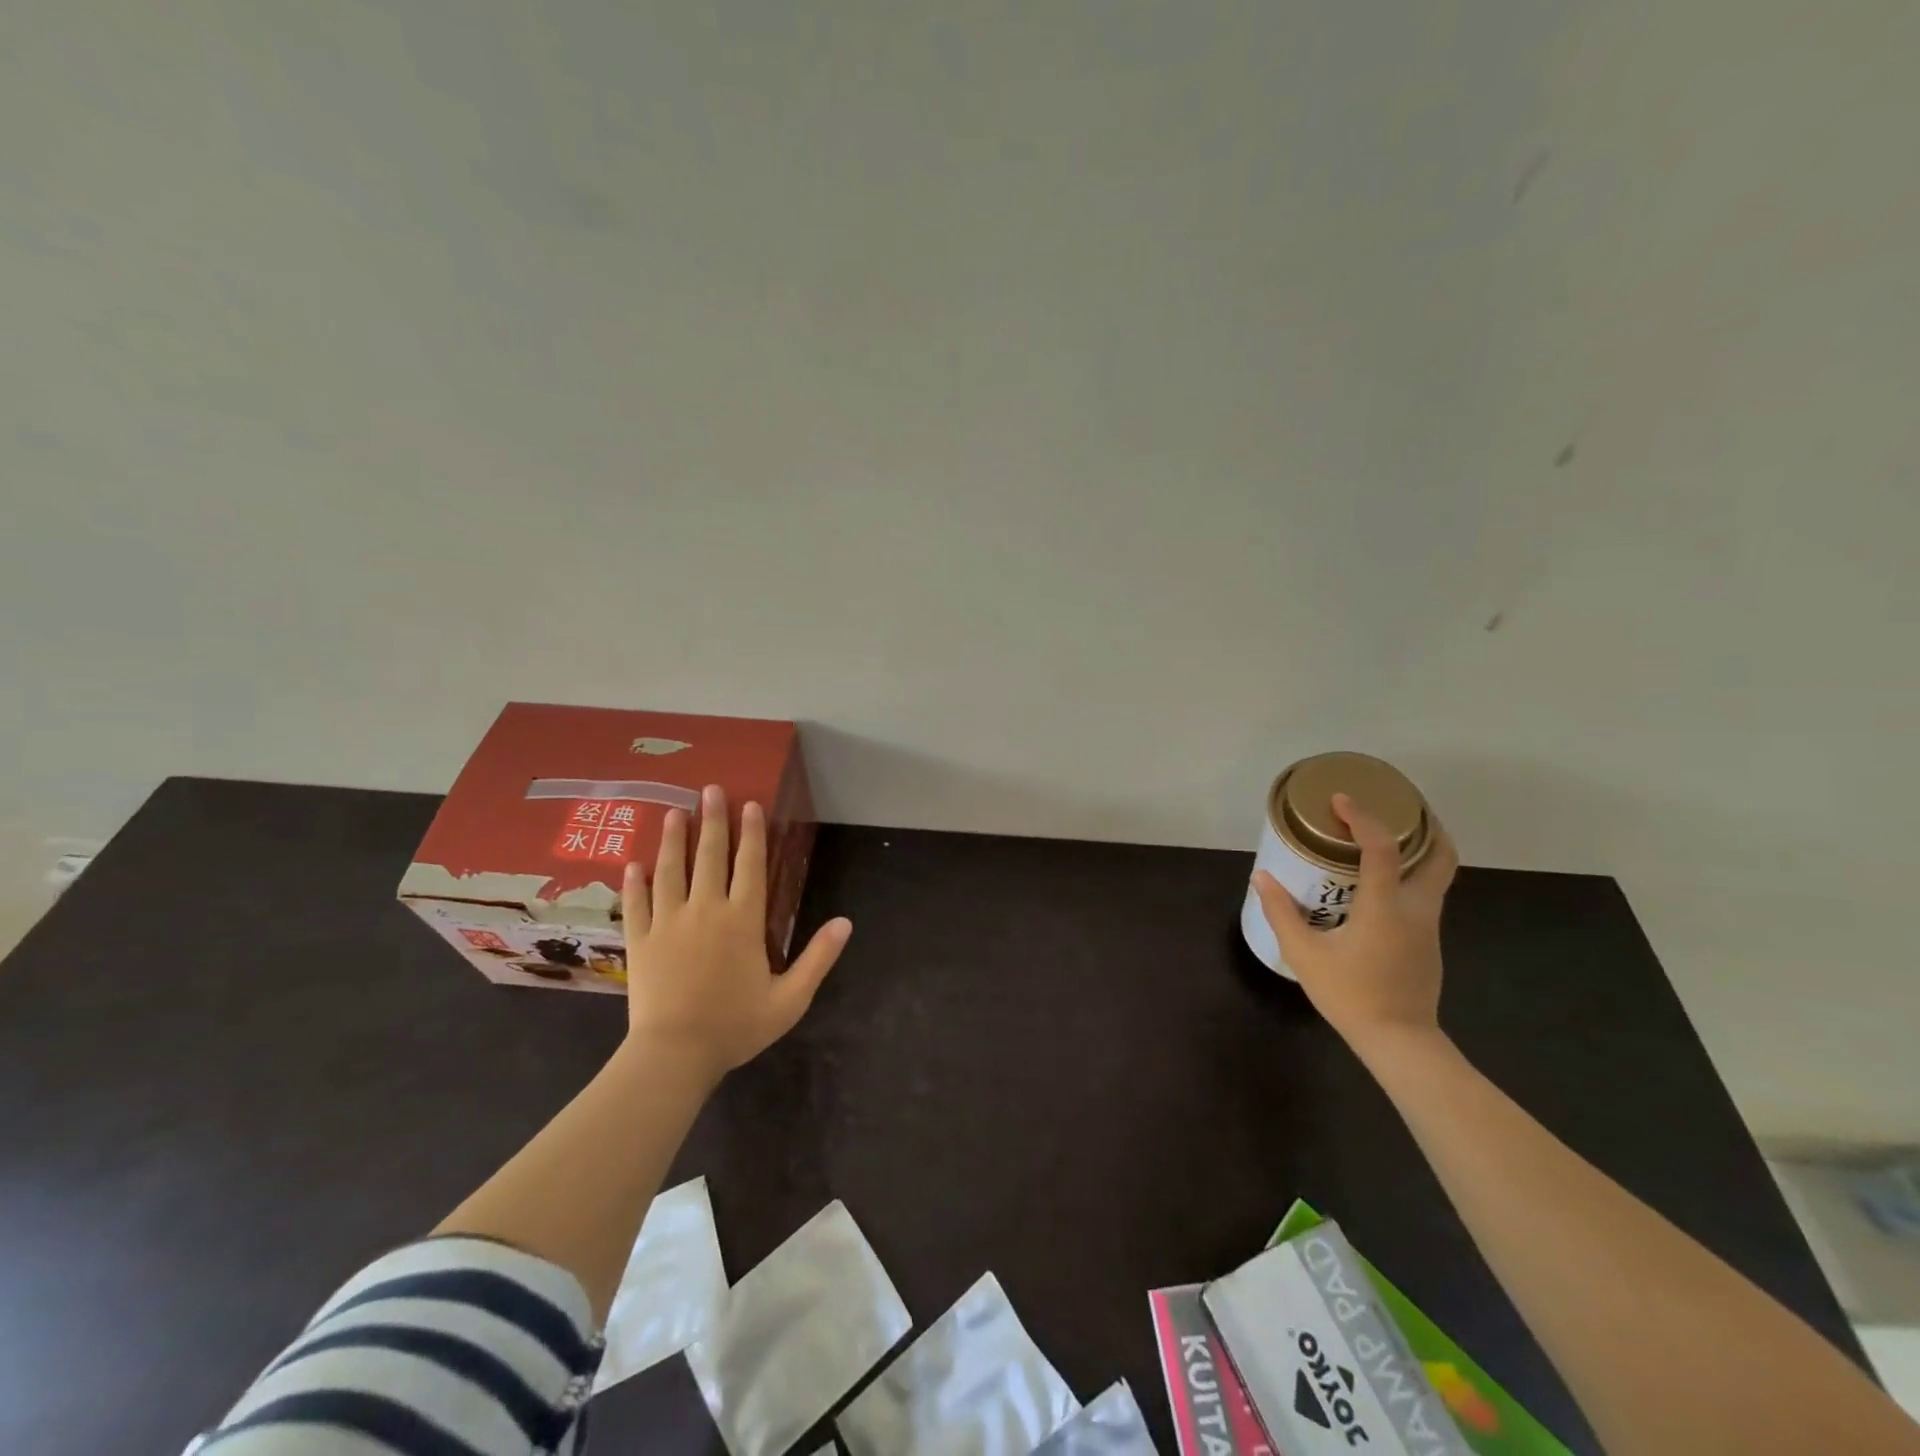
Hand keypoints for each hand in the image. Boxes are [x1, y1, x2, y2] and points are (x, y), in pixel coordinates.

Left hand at [621, 784, 850, 1082]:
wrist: (674, 1055)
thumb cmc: (736, 1026)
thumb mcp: (790, 999)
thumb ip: (818, 958)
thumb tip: (846, 922)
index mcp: (742, 920)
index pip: (749, 865)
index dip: (751, 833)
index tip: (749, 804)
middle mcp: (705, 911)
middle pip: (709, 857)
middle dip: (712, 821)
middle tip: (709, 789)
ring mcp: (668, 923)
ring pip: (670, 871)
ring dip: (673, 840)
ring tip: (674, 812)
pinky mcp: (641, 941)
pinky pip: (637, 903)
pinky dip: (635, 882)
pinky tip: (633, 864)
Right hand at [1252, 792, 1458, 1049]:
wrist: (1399, 1041)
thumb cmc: (1350, 995)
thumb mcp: (1304, 954)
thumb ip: (1282, 912)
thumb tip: (1261, 878)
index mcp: (1386, 907)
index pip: (1383, 848)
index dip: (1363, 818)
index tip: (1342, 800)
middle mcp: (1417, 909)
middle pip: (1441, 855)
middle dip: (1425, 825)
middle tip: (1396, 806)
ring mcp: (1429, 926)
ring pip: (1438, 874)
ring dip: (1420, 848)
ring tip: (1385, 836)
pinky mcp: (1429, 941)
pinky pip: (1427, 894)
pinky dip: (1411, 874)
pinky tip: (1381, 881)